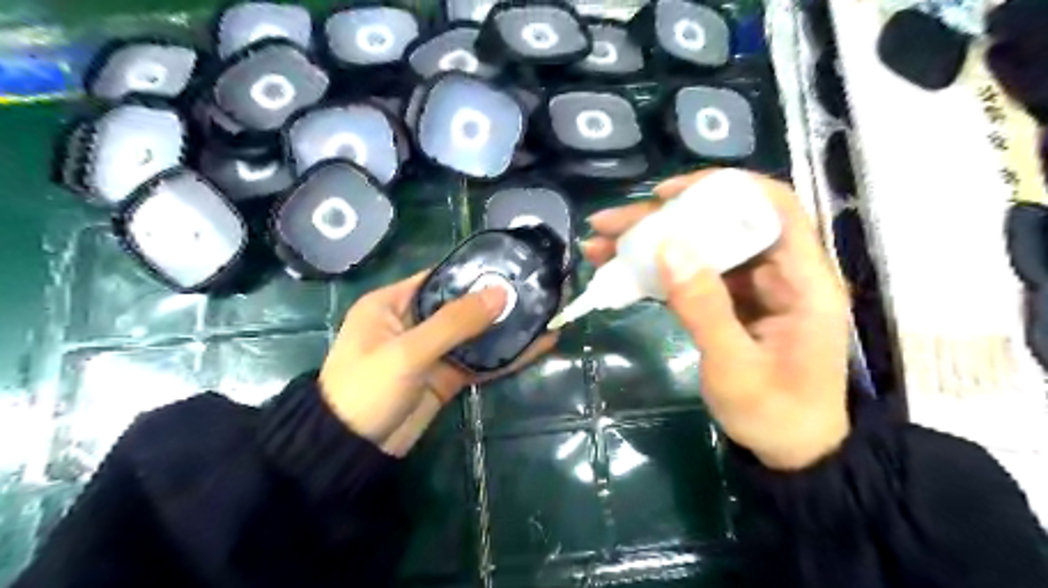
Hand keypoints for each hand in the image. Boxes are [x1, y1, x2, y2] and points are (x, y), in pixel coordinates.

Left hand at [322, 274, 554, 456]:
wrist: (352, 451)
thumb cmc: (366, 389)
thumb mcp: (407, 351)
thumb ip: (454, 323)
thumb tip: (501, 293)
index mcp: (393, 303)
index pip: (440, 278)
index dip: (474, 272)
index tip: (512, 268)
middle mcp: (414, 321)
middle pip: (462, 305)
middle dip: (497, 301)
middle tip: (537, 291)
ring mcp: (432, 351)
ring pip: (475, 334)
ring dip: (506, 329)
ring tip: (545, 315)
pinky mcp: (446, 376)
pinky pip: (480, 362)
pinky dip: (505, 357)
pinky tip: (536, 347)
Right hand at [582, 168, 849, 470]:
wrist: (789, 452)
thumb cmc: (774, 414)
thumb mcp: (735, 367)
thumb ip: (704, 308)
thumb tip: (668, 247)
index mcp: (803, 281)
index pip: (773, 207)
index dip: (723, 188)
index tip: (667, 195)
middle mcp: (779, 272)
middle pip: (721, 223)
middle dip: (662, 219)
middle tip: (608, 223)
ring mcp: (752, 287)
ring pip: (700, 246)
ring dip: (649, 242)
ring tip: (599, 244)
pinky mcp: (730, 302)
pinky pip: (691, 274)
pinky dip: (655, 270)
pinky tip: (618, 270)